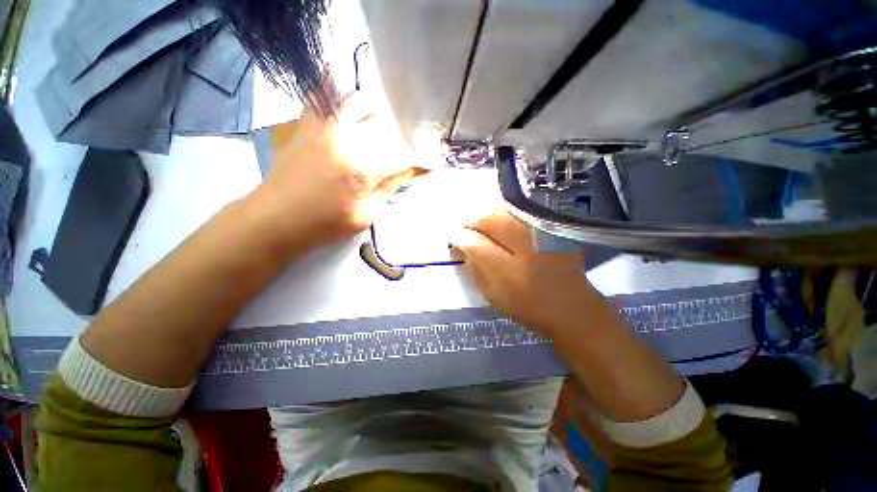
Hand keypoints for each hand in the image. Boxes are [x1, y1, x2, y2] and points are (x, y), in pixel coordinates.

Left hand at [253, 92, 417, 249]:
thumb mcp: (366, 215)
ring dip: (374, 111)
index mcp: (364, 167)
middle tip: (401, 146)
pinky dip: (335, 92)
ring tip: (377, 124)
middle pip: (383, 122)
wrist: (277, 218)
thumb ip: (387, 189)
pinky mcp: (306, 125)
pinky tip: (344, 104)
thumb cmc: (325, 224)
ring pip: (356, 100)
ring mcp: (324, 127)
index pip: (402, 155)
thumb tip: (404, 172)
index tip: (427, 161)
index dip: (418, 158)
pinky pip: (320, 96)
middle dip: (399, 134)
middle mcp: (347, 139)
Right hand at [451, 210, 610, 338]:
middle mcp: (528, 246)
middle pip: (490, 218)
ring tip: (478, 223)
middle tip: (463, 226)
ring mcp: (543, 232)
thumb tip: (462, 244)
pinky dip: (503, 212)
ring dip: (486, 213)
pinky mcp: (553, 227)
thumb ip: (475, 268)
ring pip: (504, 209)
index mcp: (511, 271)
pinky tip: (498, 221)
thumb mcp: (494, 294)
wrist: (572, 306)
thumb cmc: (528, 306)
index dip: (459, 237)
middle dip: (470, 219)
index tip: (452, 237)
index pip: (476, 243)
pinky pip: (520, 211)